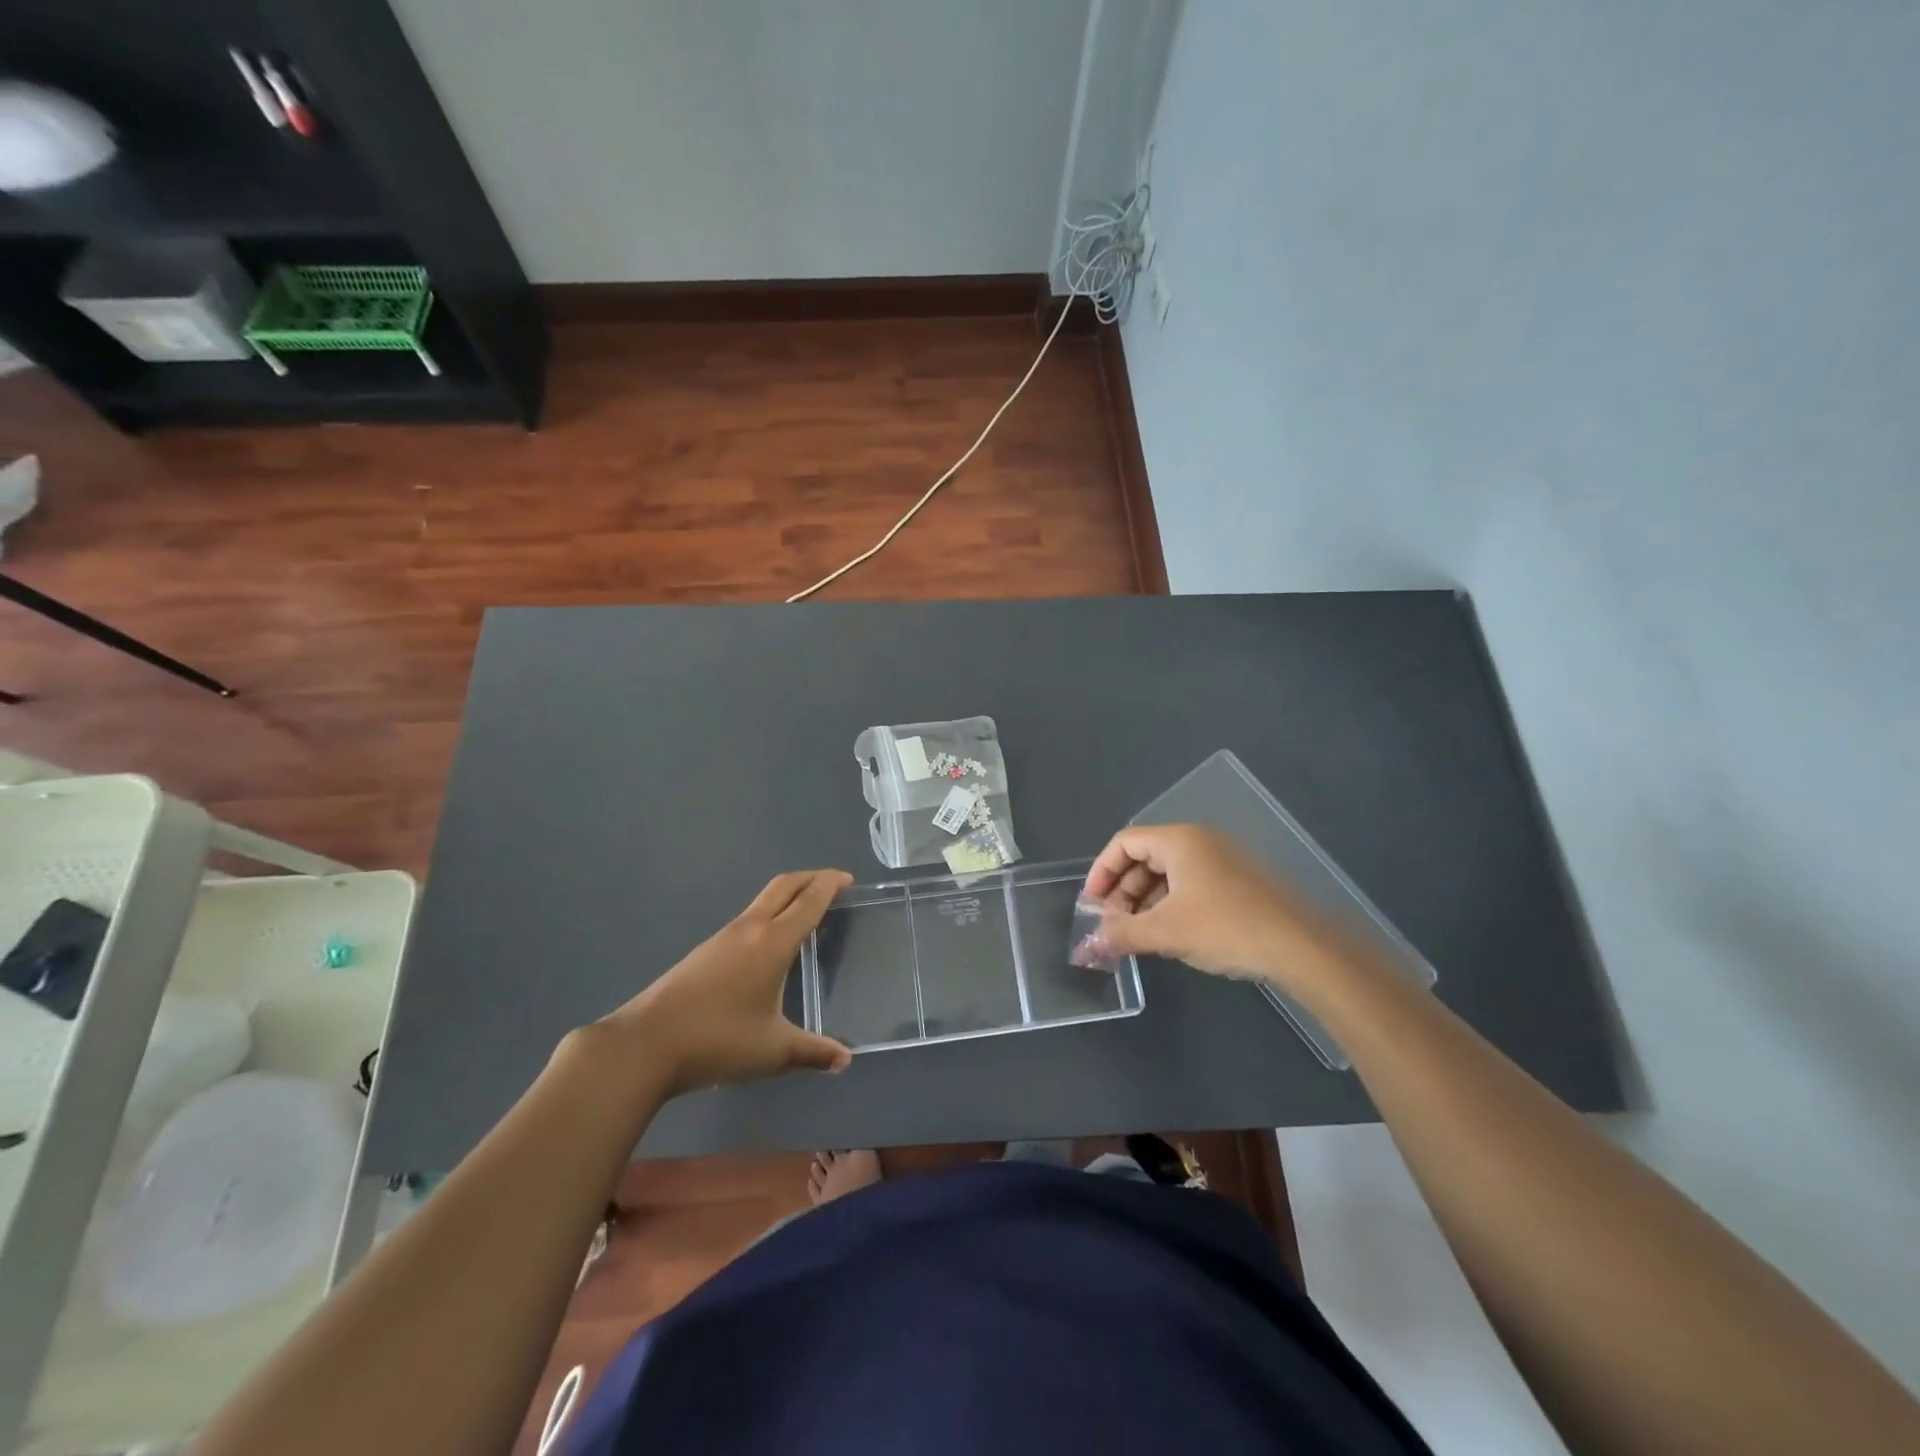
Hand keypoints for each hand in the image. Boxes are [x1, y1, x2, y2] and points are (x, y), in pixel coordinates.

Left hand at [600, 870, 853, 1095]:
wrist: (645, 1045)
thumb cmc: (718, 1041)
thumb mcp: (773, 1050)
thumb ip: (813, 1051)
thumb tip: (846, 1059)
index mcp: (772, 942)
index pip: (808, 901)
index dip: (830, 885)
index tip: (848, 879)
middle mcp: (749, 929)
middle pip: (784, 886)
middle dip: (811, 879)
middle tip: (834, 884)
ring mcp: (723, 937)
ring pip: (763, 901)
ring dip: (789, 896)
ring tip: (808, 914)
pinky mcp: (706, 951)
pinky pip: (748, 919)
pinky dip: (771, 916)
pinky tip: (772, 945)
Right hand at [1081, 824, 1357, 997]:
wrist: (1300, 946)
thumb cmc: (1225, 927)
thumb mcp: (1165, 932)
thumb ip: (1121, 933)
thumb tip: (1087, 944)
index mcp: (1179, 840)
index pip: (1124, 842)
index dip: (1101, 872)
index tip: (1092, 905)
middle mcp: (1199, 840)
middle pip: (1145, 857)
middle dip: (1122, 891)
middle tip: (1113, 925)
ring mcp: (1222, 859)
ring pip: (1168, 874)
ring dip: (1145, 902)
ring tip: (1138, 936)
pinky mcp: (1238, 881)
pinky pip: (1190, 884)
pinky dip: (1170, 905)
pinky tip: (1170, 935)